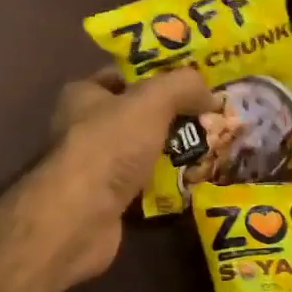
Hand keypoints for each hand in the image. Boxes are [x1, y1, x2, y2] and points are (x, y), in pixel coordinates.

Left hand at [34, 67, 213, 282]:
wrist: (81, 217)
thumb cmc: (110, 146)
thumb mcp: (151, 101)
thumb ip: (183, 86)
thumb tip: (210, 94)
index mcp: (83, 94)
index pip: (124, 75)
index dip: (158, 75)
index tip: (194, 82)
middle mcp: (82, 126)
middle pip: (135, 114)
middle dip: (171, 116)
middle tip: (209, 116)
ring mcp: (93, 166)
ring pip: (141, 150)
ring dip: (170, 151)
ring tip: (209, 147)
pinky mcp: (105, 199)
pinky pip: (142, 183)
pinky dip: (164, 182)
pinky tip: (191, 180)